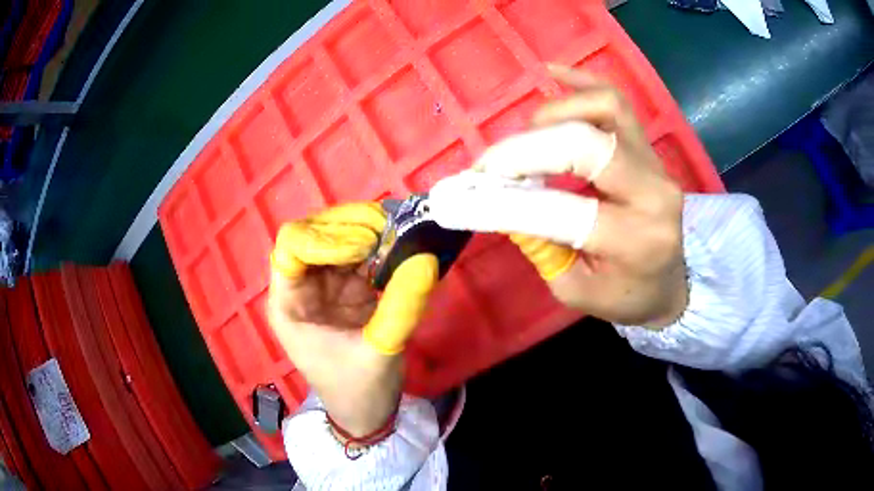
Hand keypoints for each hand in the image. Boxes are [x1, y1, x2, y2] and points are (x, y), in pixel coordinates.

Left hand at [266, 203, 437, 439]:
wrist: (367, 413)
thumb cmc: (358, 390)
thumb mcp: (379, 352)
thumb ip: (401, 305)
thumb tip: (426, 258)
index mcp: (289, 305)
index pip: (292, 247)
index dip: (325, 237)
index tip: (365, 245)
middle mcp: (302, 287)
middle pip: (315, 234)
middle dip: (350, 227)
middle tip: (390, 229)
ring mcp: (326, 285)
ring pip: (340, 239)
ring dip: (369, 232)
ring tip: (402, 233)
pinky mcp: (349, 289)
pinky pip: (362, 255)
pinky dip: (382, 247)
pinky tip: (402, 245)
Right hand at [431, 66, 686, 327]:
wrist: (671, 283)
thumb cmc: (626, 295)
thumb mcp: (575, 290)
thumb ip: (539, 247)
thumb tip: (498, 199)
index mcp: (634, 240)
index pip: (560, 210)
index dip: (504, 201)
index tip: (465, 195)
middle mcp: (652, 191)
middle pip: (583, 144)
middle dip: (522, 150)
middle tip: (489, 166)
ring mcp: (654, 162)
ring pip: (603, 107)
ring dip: (552, 115)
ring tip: (527, 138)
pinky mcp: (648, 146)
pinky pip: (616, 100)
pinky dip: (580, 83)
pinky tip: (552, 72)